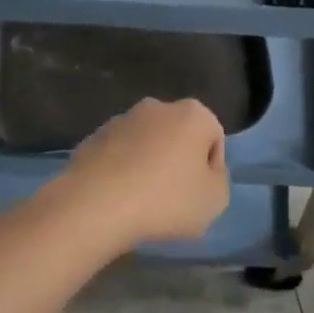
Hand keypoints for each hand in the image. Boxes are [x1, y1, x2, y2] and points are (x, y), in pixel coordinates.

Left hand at [64, 98, 228, 244]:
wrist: (95, 205)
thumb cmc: (165, 200)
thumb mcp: (214, 200)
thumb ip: (219, 180)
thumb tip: (205, 171)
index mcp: (193, 114)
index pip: (214, 138)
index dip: (211, 169)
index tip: (199, 195)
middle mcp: (159, 107)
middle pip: (179, 135)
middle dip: (179, 161)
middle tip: (173, 198)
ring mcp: (123, 119)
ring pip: (147, 143)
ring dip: (149, 164)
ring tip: (142, 201)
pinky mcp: (94, 136)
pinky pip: (119, 154)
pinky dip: (122, 170)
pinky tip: (117, 198)